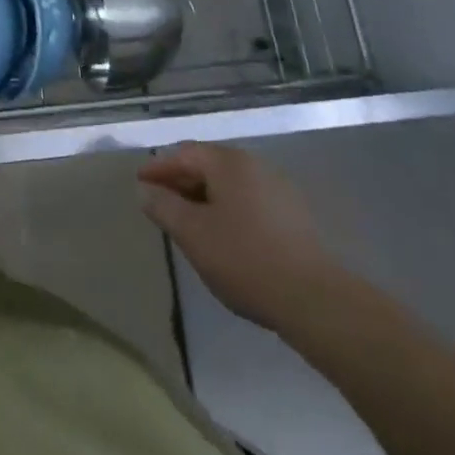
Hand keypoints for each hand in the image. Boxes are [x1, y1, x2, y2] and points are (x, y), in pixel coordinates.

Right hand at [138, 143, 339, 331]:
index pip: (184, 154)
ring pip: (230, 184)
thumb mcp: (192, 233)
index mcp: (229, 163)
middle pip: (208, 165)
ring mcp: (279, 190)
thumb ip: (163, 206)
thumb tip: (146, 191)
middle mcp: (255, 166)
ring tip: (187, 221)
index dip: (158, 168)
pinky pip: (249, 201)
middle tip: (160, 202)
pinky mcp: (294, 216)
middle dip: (181, 181)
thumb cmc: (244, 258)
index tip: (140, 184)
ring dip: (204, 196)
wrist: (314, 300)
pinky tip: (222, 234)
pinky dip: (227, 209)